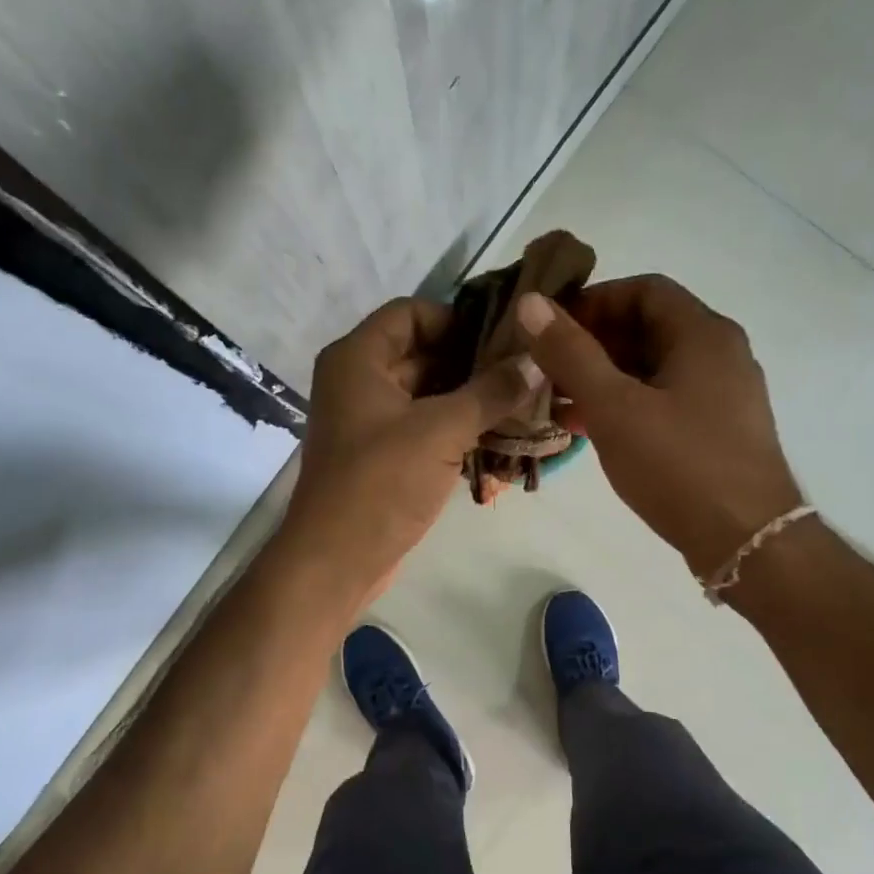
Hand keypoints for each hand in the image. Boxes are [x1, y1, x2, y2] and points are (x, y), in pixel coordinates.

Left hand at [280, 297, 540, 600]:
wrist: (337, 560)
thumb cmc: (382, 483)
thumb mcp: (441, 430)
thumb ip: (491, 392)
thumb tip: (535, 360)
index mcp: (357, 359)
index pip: (411, 313)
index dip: (458, 319)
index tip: (504, 339)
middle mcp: (358, 382)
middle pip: (422, 354)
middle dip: (473, 364)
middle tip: (527, 373)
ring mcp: (369, 423)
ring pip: (427, 396)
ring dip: (470, 400)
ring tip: (524, 405)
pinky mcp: (382, 458)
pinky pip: (424, 429)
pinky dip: (456, 431)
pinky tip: (499, 439)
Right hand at [516, 276, 801, 577]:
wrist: (747, 540)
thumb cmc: (679, 465)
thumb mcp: (615, 407)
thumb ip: (571, 354)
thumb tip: (531, 304)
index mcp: (703, 334)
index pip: (643, 290)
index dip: (593, 302)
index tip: (552, 331)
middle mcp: (720, 355)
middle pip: (648, 330)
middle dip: (593, 346)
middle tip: (548, 371)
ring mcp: (723, 397)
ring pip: (654, 371)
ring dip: (605, 380)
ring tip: (558, 404)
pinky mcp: (718, 433)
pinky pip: (665, 403)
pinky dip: (627, 408)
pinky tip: (591, 432)